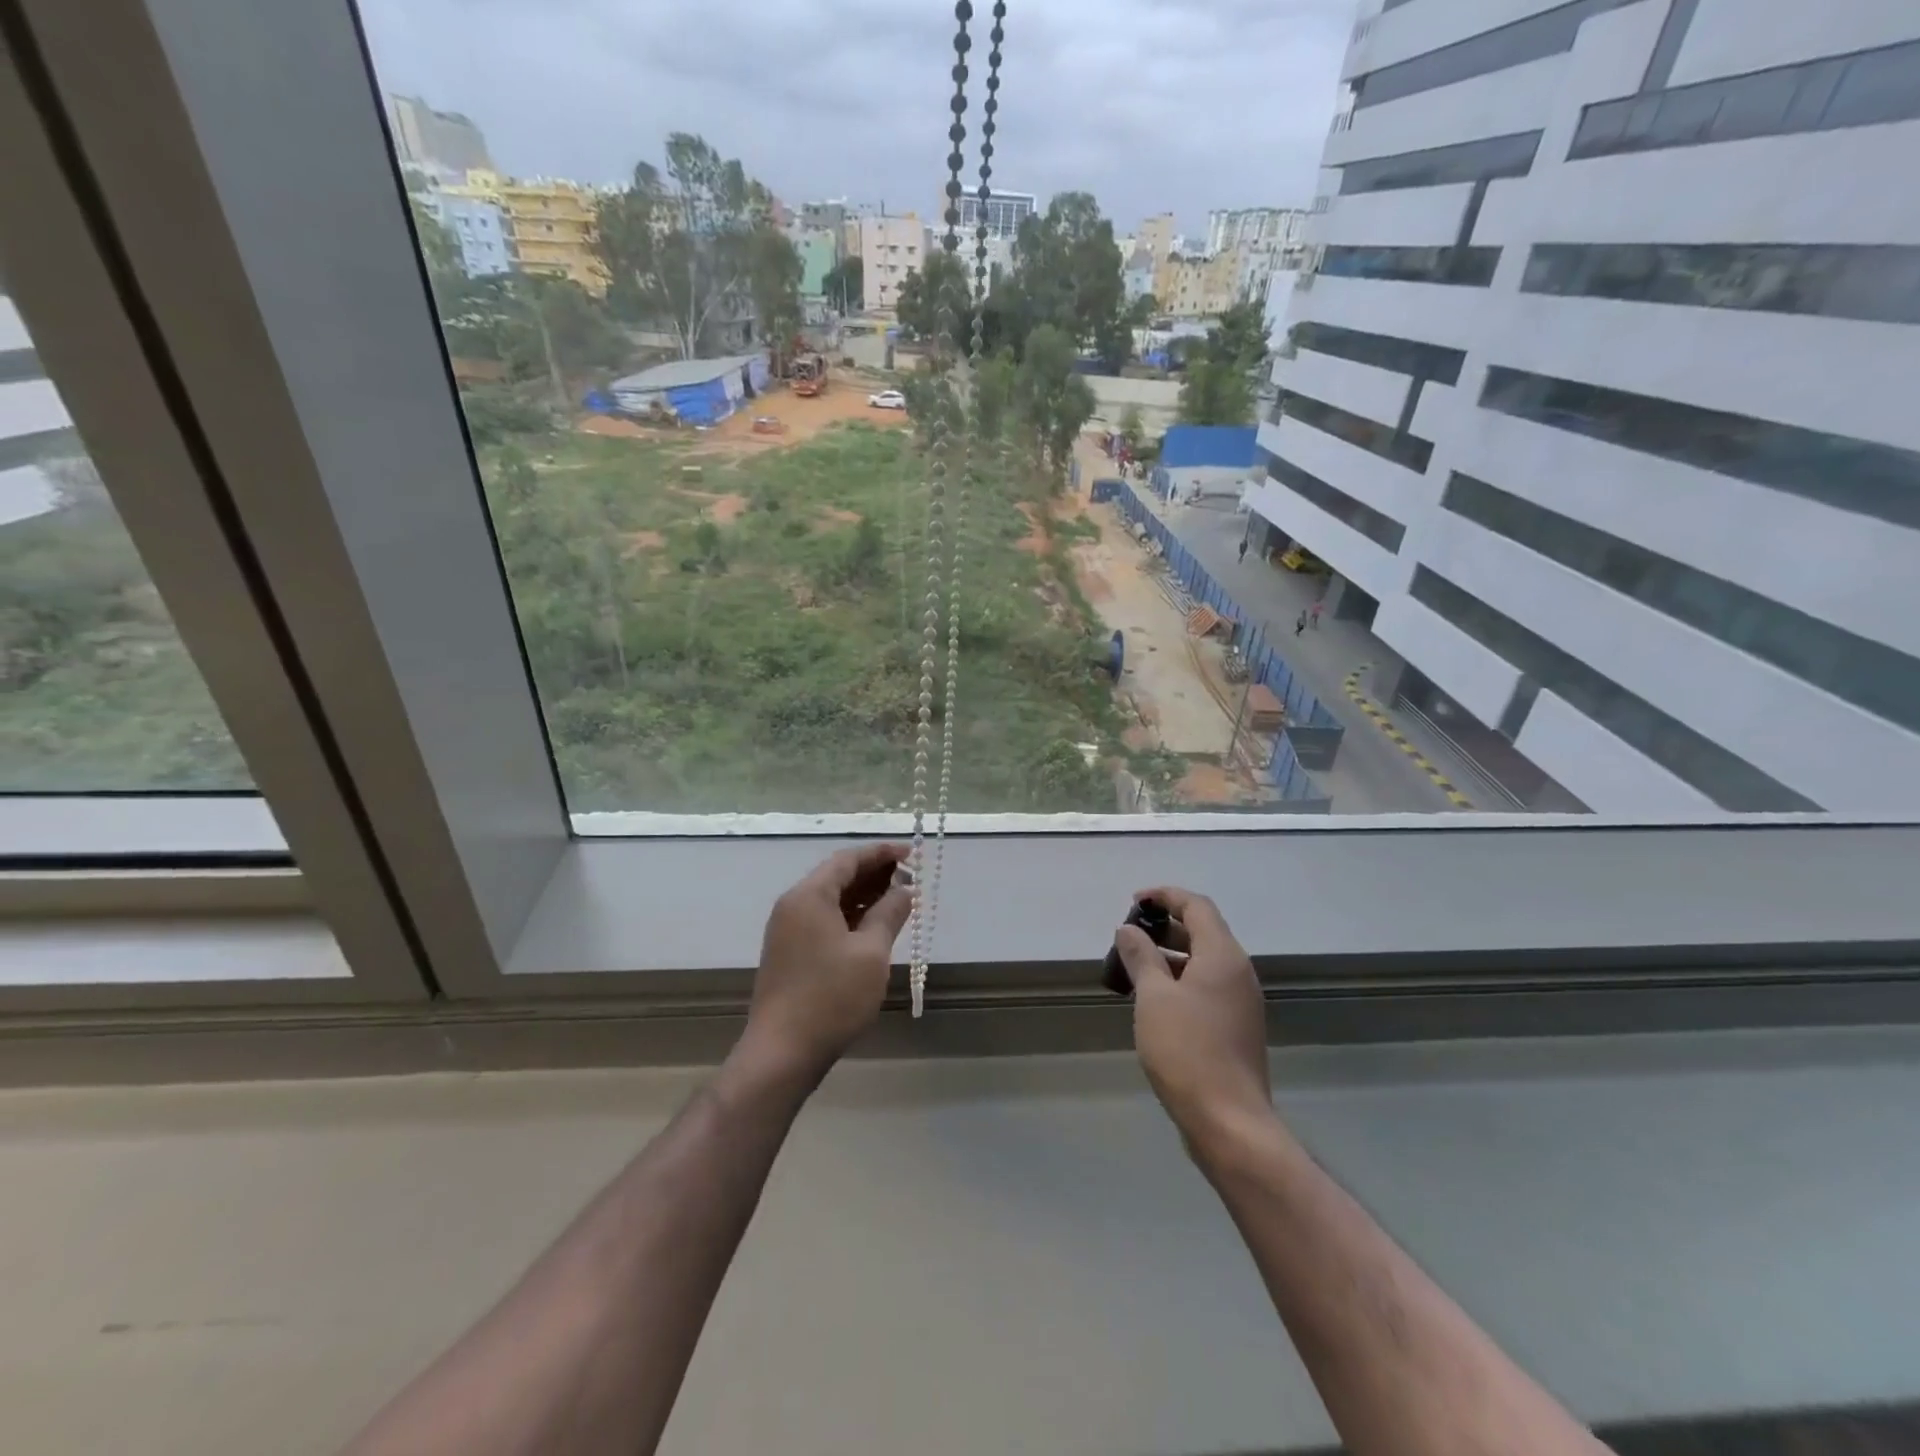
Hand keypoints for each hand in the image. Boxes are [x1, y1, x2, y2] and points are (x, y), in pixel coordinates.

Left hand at [742, 843, 914, 1079]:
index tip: (911, 853)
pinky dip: (850, 917)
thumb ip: (889, 914)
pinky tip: (874, 927)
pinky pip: (823, 921)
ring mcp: (787, 931)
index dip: (881, 853)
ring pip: (830, 900)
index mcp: (809, 896)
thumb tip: (905, 890)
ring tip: (899, 900)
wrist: (782, 1052)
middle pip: (837, 876)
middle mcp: (793, 906)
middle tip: (910, 877)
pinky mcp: (789, 953)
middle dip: (874, 873)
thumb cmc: (831, 997)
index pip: (848, 859)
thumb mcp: (871, 953)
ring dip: (864, 896)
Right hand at [1114, 886, 1271, 1145]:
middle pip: (1203, 931)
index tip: (1135, 901)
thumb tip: (1128, 929)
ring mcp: (1241, 1001)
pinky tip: (1154, 999)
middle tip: (1130, 935)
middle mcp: (1238, 972)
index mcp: (1223, 956)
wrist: (1229, 1122)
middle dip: (1165, 926)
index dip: (1165, 896)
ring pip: (1205, 961)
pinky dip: (1181, 979)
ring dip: (1171, 954)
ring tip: (1134, 966)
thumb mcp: (1153, 997)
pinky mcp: (1237, 1026)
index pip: (1197, 906)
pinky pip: (1208, 986)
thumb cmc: (1187, 1050)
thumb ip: (1140, 957)